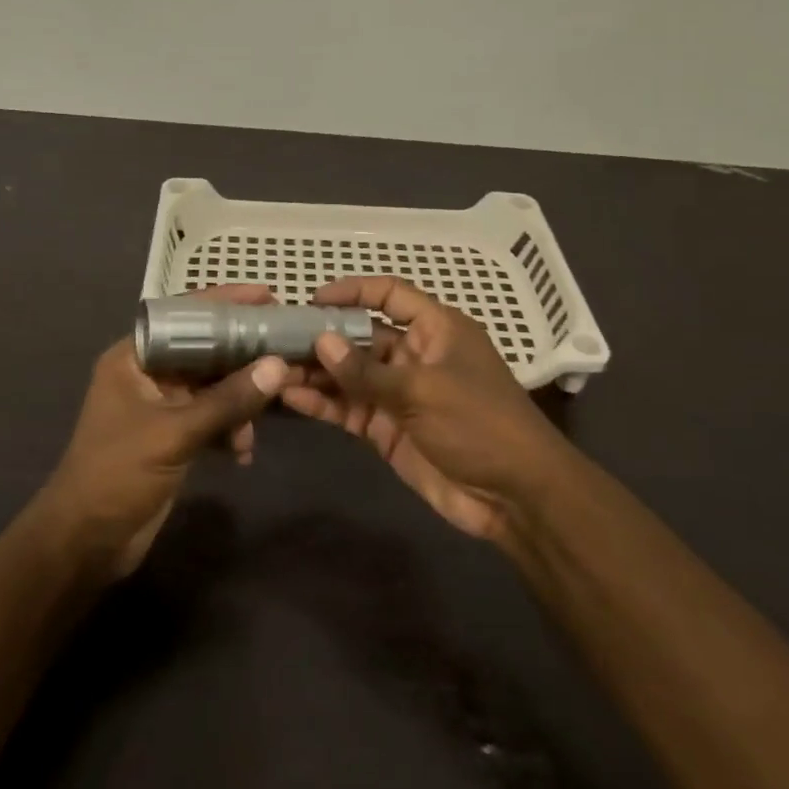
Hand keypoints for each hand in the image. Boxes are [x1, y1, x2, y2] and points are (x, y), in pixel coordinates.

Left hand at [37, 285, 290, 578]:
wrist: (86, 540)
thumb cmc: (118, 473)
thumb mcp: (175, 433)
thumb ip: (227, 400)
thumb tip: (277, 366)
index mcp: (135, 357)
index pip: (184, 315)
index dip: (224, 302)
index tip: (268, 296)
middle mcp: (148, 374)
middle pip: (204, 350)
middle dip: (244, 354)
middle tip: (287, 348)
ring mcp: (161, 406)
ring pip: (213, 387)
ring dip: (241, 400)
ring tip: (270, 413)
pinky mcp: (172, 437)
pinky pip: (211, 418)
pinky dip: (230, 429)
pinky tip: (244, 452)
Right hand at [280, 276, 574, 539]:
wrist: (514, 497)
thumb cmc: (480, 425)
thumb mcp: (424, 391)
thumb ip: (367, 371)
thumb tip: (320, 341)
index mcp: (436, 330)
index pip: (390, 296)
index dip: (354, 291)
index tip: (314, 299)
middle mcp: (413, 356)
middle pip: (360, 337)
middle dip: (322, 337)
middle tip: (277, 338)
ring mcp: (398, 394)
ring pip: (348, 375)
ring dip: (315, 372)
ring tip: (273, 368)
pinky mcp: (386, 429)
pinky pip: (348, 409)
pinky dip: (321, 403)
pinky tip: (289, 397)